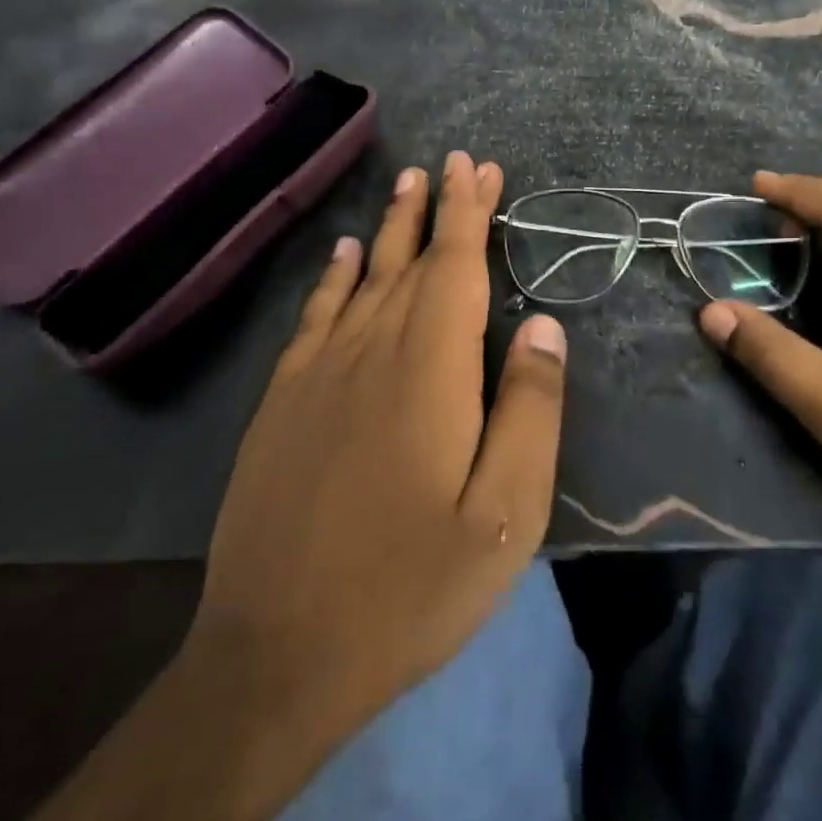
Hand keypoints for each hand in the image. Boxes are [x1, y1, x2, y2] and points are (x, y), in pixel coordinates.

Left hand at [185, 150, 567, 738]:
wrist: (278, 657)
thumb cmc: (411, 588)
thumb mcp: (505, 515)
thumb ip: (529, 413)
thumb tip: (543, 328)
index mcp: (430, 374)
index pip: (455, 270)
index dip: (470, 215)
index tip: (478, 168)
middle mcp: (371, 355)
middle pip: (411, 263)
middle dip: (437, 209)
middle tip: (455, 164)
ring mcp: (317, 378)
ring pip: (363, 281)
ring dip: (390, 230)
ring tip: (408, 186)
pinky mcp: (282, 405)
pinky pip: (314, 319)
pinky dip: (334, 279)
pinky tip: (345, 256)